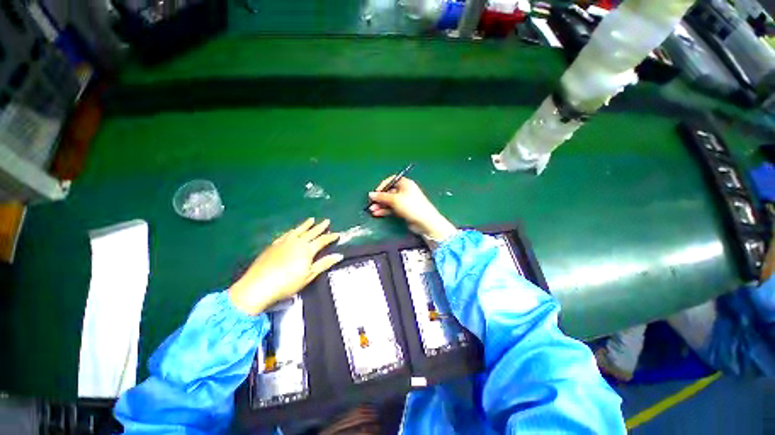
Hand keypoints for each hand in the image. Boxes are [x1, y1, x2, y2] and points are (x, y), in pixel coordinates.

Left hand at [229, 218, 342, 314]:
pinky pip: (286, 234)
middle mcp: (297, 242)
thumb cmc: (287, 283)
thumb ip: (324, 264)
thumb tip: (339, 255)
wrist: (258, 286)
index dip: (331, 237)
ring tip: (311, 219)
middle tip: (327, 221)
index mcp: (307, 249)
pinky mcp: (274, 245)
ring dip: (306, 225)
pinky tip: (293, 230)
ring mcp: (284, 242)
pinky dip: (292, 230)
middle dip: (320, 227)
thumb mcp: (309, 275)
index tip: (338, 234)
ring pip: (298, 230)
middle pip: (311, 232)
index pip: (322, 240)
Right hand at [368, 176, 456, 241]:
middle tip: (371, 204)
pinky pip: (392, 208)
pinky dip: (385, 210)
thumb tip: (370, 194)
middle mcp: (405, 191)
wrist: (424, 222)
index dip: (382, 186)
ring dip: (380, 205)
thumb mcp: (394, 200)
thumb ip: (381, 197)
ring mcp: (404, 201)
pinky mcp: (404, 210)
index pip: (391, 180)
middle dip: (379, 198)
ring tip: (372, 210)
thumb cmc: (411, 206)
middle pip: (389, 192)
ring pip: (389, 201)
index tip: (375, 193)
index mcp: (405, 183)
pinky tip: (377, 213)